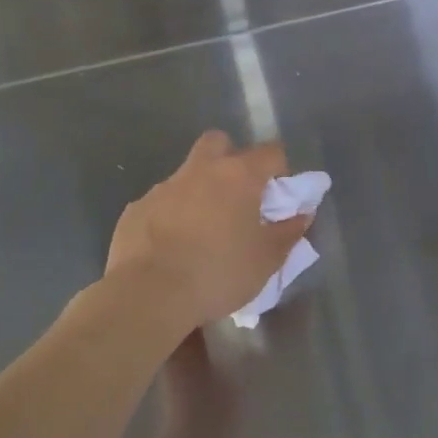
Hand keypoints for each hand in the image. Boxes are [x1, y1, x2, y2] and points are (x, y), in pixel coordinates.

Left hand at [107, 131, 311, 328]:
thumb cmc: (218, 273)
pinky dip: (172, 215)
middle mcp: (200, 170)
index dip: (280, 169)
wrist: (148, 295)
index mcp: (238, 176)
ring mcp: (163, 187)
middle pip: (219, 143)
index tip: (280, 195)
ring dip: (200, 191)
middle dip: (231, 158)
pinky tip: (173, 247)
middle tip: (238, 195)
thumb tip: (302, 215)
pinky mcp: (136, 208)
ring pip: (187, 174)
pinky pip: (162, 202)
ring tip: (204, 231)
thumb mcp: (266, 260)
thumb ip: (288, 232)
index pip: (271, 152)